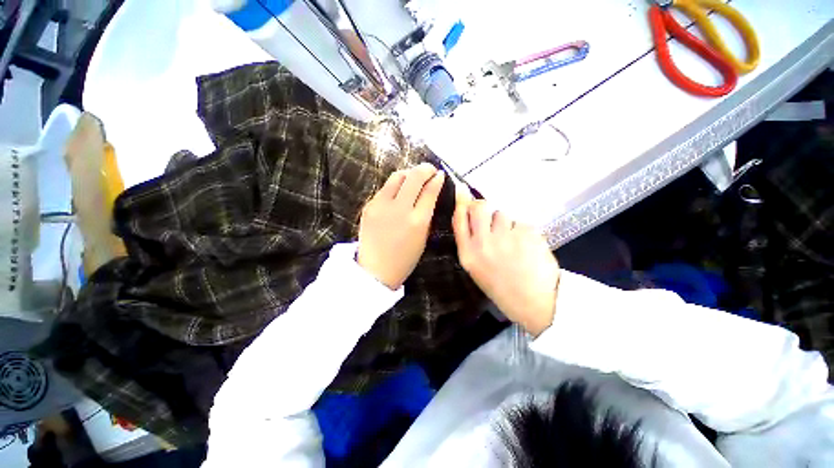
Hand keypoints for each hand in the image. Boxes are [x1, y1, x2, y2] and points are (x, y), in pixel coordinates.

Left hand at [357, 163, 444, 289]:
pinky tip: (399, 192)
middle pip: (414, 177)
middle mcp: (399, 209)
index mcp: (417, 221)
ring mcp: (381, 205)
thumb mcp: (423, 237)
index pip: (430, 190)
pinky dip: (395, 186)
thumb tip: (431, 191)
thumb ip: (427, 213)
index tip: (440, 174)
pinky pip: (385, 188)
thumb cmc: (405, 258)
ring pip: (397, 176)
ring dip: (409, 174)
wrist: (376, 270)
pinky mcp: (369, 205)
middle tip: (429, 169)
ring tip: (414, 178)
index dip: (437, 179)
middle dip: (425, 169)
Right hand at [452, 192, 559, 335]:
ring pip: (502, 214)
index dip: (460, 202)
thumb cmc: (502, 289)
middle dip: (483, 207)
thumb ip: (471, 244)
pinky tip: (527, 247)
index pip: (459, 219)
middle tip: (490, 217)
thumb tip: (471, 220)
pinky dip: (522, 232)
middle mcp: (483, 242)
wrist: (536, 303)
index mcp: (468, 254)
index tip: (462, 190)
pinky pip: (521, 223)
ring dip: (506, 224)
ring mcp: (505, 236)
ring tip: (513, 242)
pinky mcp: (527, 233)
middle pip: (480, 207)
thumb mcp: (477, 269)